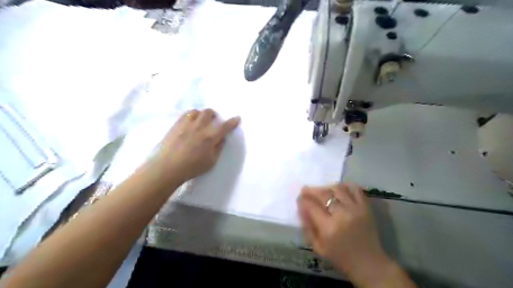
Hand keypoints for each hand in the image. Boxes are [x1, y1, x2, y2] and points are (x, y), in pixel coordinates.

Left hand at [155, 108, 240, 184]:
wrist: (168, 167)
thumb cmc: (192, 167)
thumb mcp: (211, 162)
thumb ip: (218, 148)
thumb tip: (222, 138)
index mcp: (210, 137)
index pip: (225, 126)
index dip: (232, 122)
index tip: (237, 118)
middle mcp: (200, 127)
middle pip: (209, 112)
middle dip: (214, 115)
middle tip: (214, 122)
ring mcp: (186, 124)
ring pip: (196, 111)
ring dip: (201, 115)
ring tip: (201, 122)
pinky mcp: (176, 125)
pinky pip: (185, 114)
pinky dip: (191, 116)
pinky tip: (190, 124)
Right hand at [299, 184, 401, 285]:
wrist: (369, 264)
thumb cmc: (341, 258)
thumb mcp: (318, 247)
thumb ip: (308, 227)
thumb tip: (301, 208)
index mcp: (329, 228)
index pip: (312, 206)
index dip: (303, 200)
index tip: (299, 198)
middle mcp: (342, 215)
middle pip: (324, 194)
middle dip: (311, 190)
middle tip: (306, 190)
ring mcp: (356, 209)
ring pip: (338, 189)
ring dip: (327, 187)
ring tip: (322, 191)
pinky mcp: (366, 208)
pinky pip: (355, 189)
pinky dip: (346, 186)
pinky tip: (339, 189)